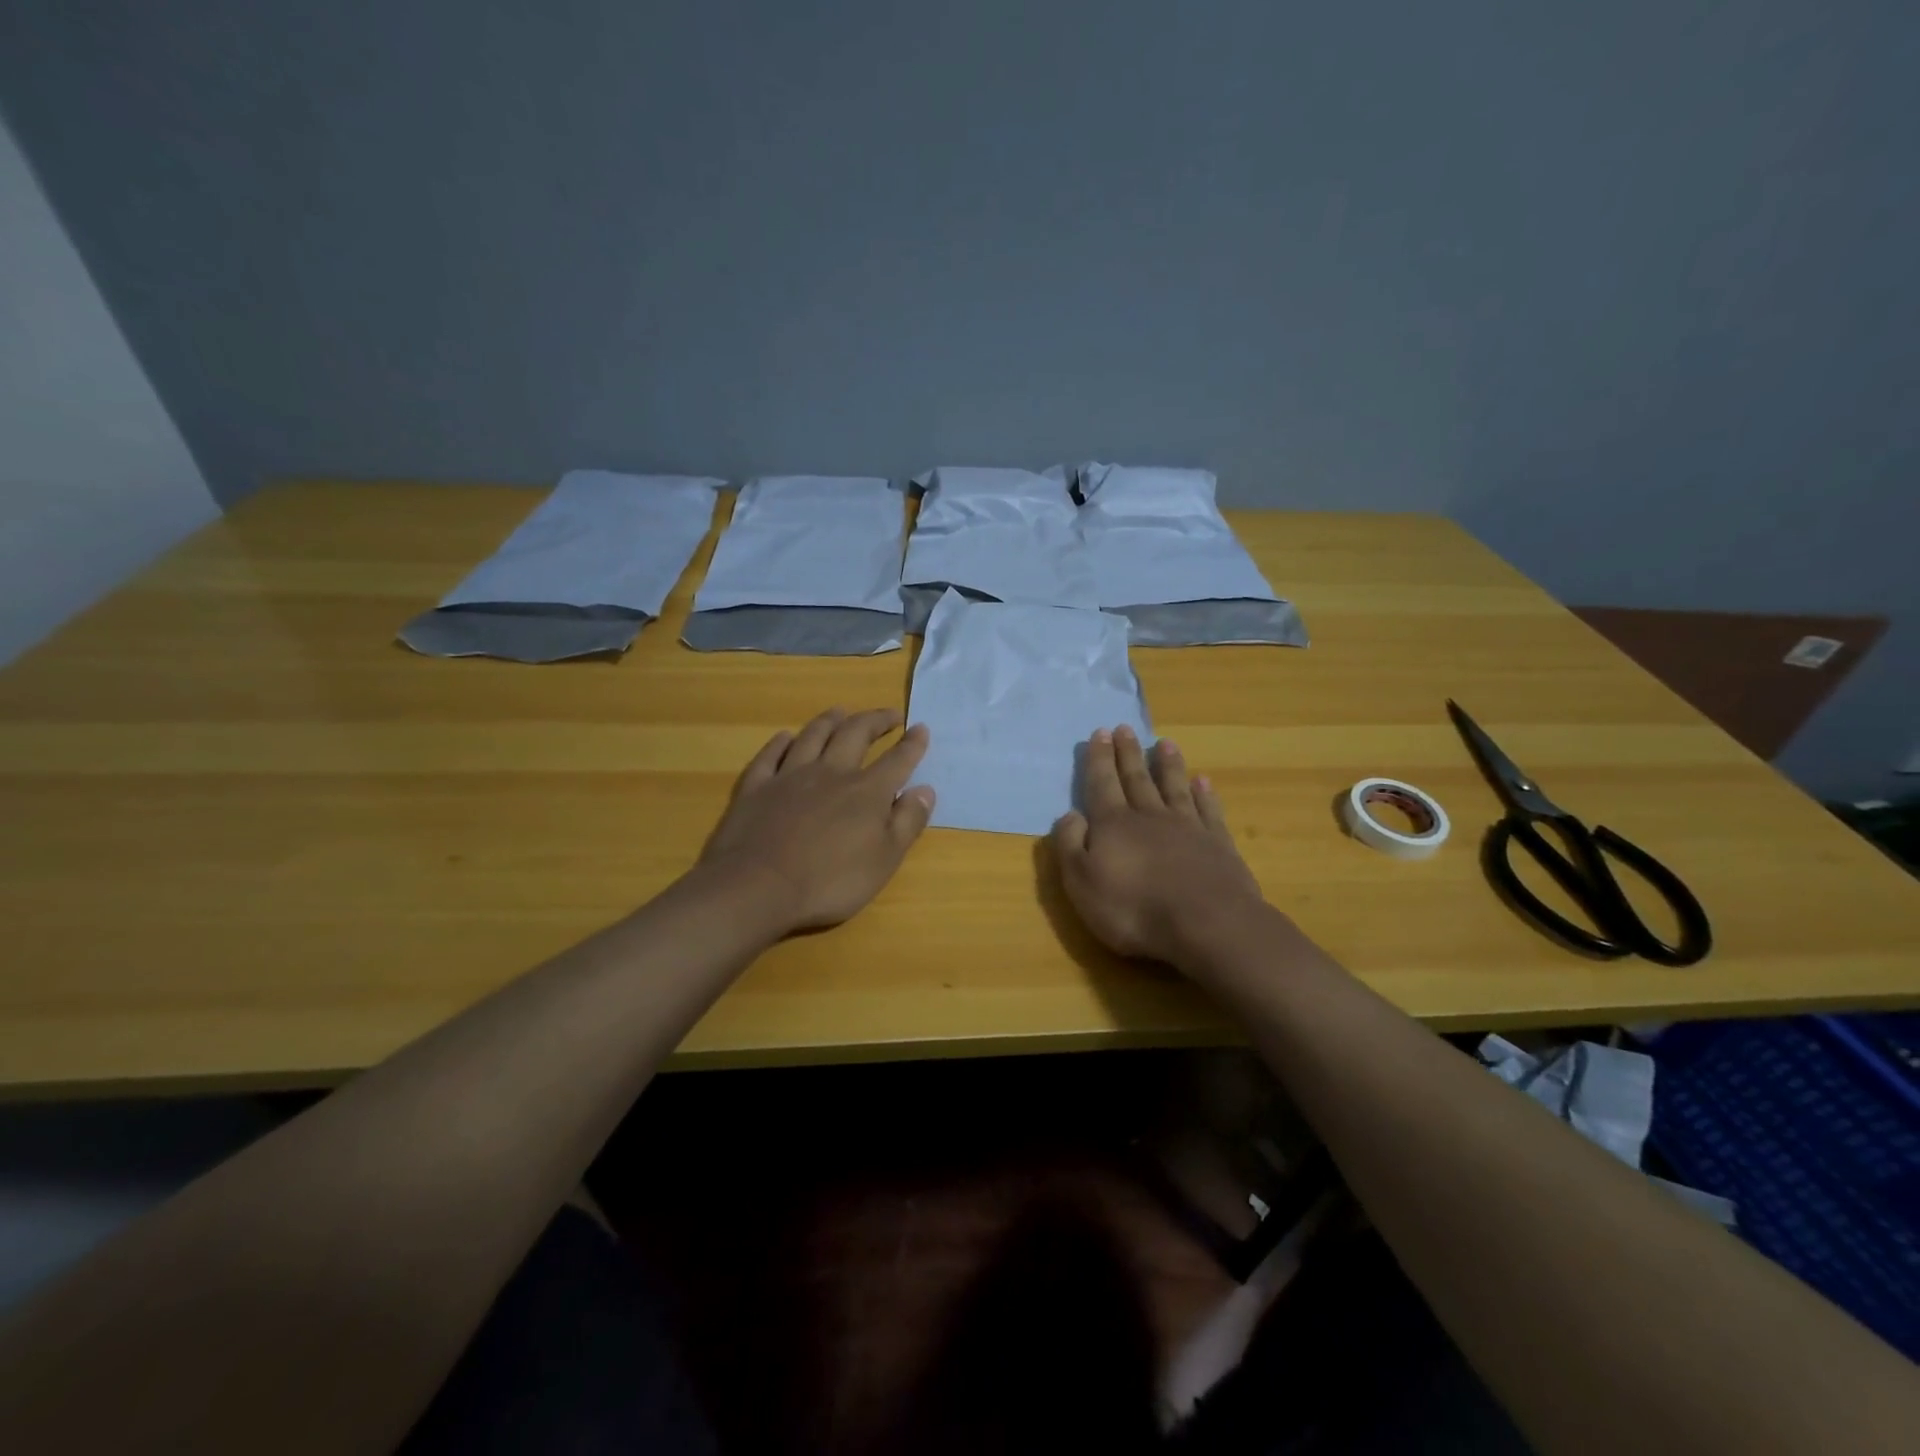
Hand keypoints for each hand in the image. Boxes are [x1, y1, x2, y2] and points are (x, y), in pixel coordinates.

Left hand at [699, 707, 935, 932]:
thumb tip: (926, 789)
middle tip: (889, 715)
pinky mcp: (757, 787)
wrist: (759, 887)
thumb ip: (908, 822)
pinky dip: (780, 742)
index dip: (912, 744)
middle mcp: (831, 772)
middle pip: (855, 734)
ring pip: (813, 736)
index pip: (897, 760)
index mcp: (866, 791)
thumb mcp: (884, 860)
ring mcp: (790, 776)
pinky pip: (770, 755)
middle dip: (875, 720)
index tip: (921, 728)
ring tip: (842, 712)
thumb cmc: (830, 881)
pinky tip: (786, 736)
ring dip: (830, 720)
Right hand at [1050, 725, 1269, 967]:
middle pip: (1136, 778)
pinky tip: (1203, 781)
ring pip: (1174, 787)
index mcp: (1113, 824)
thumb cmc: (1133, 909)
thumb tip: (1070, 814)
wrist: (1207, 924)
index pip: (1102, 784)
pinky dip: (1205, 793)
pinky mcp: (1218, 844)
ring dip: (1168, 765)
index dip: (1099, 759)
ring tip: (1165, 743)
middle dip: (1128, 753)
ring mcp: (1188, 827)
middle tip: (1125, 728)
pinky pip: (1209, 810)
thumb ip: (1071, 845)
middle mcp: (1149, 816)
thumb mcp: (1082, 882)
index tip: (1100, 732)